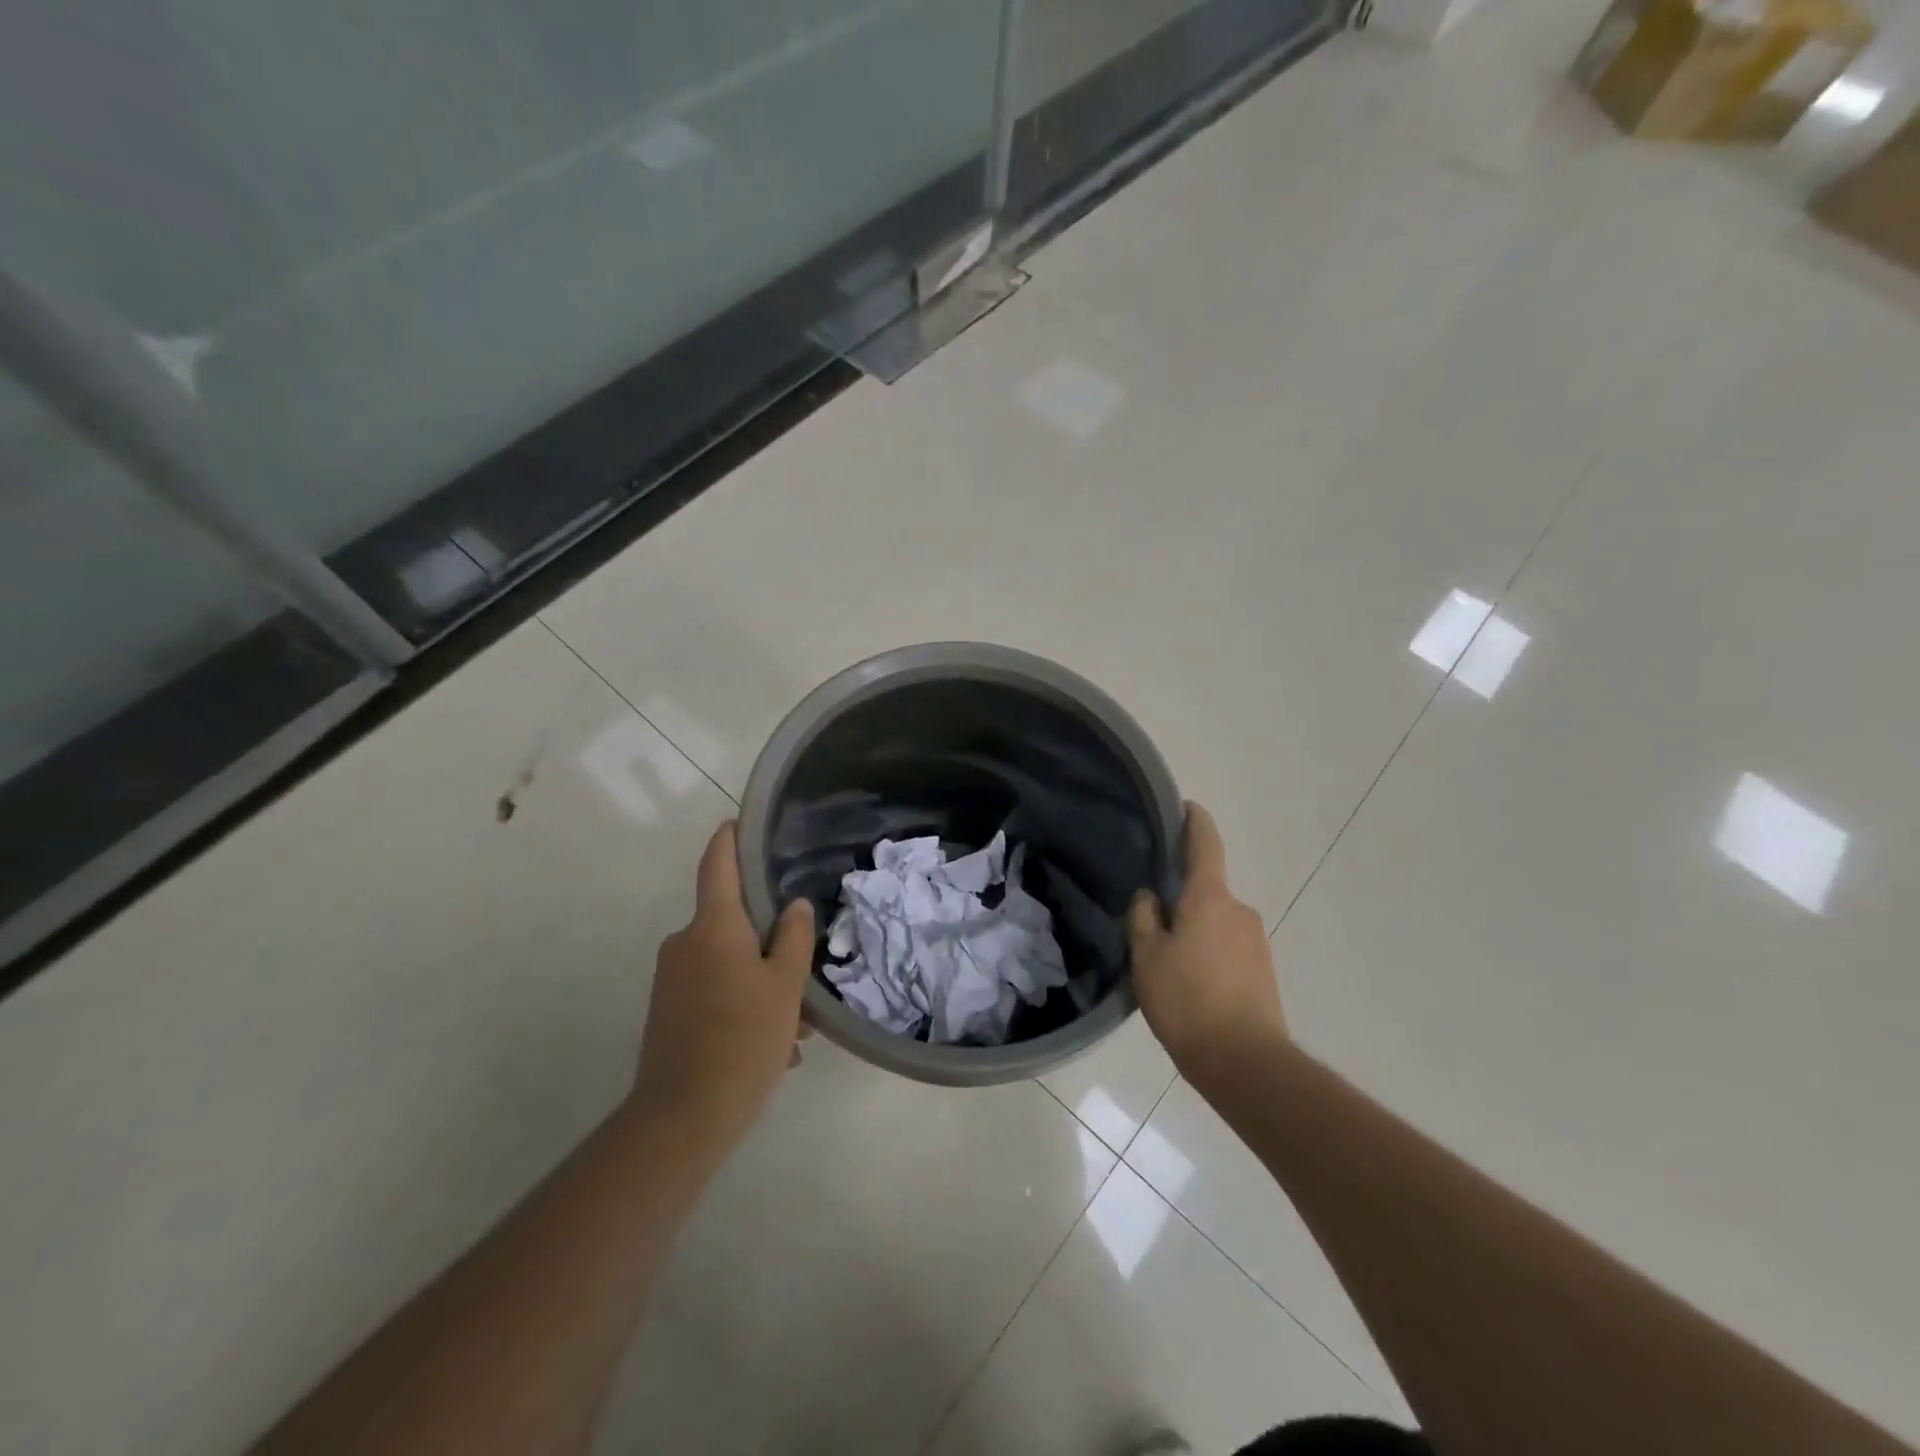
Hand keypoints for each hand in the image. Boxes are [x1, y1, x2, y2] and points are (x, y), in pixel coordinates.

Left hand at [633, 822, 814, 1157]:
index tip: (739, 821)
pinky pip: (713, 992)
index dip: (728, 839)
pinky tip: (772, 1046)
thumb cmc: (742, 1039)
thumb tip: (795, 907)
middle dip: (770, 943)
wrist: (682, 1118)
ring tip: (795, 1030)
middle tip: (804, 975)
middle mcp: (684, 944)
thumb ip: (794, 939)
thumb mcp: (785, 987)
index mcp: (712, 927)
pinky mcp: (667, 1012)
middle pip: (732, 923)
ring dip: (762, 985)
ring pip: (728, 964)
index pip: (717, 866)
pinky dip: (742, 1006)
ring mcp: (671, 979)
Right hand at [1128, 803, 1288, 1085]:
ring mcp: (1257, 941)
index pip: (1204, 845)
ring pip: (1215, 922)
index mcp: (1210, 898)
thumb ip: (1143, 918)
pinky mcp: (1264, 970)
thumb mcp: (1147, 958)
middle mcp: (1239, 910)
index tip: (1186, 806)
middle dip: (1182, 899)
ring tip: (1168, 964)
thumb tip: (1150, 897)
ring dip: (1195, 931)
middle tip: (1151, 923)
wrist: (1246, 1063)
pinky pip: (1228, 947)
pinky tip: (1191, 984)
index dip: (1195, 822)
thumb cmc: (1187, 1001)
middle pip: (1205, 890)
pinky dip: (1209, 954)